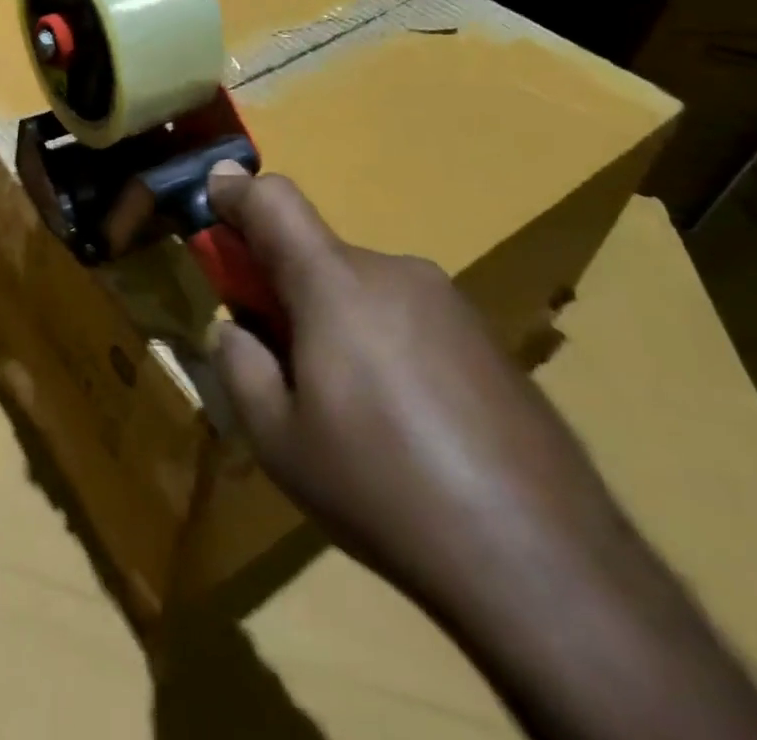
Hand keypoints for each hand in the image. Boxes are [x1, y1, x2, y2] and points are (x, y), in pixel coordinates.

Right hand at [204, 164, 623, 607]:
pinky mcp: (486, 337)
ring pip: (362, 288)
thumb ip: (239, 363)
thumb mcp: (277, 439)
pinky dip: (382, 343)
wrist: (544, 561)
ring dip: (336, 319)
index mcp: (335, 283)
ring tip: (351, 409)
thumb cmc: (383, 489)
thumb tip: (236, 328)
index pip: (274, 201)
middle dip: (285, 287)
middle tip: (281, 358)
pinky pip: (408, 316)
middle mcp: (393, 272)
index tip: (212, 202)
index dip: (235, 194)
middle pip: (317, 253)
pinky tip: (407, 424)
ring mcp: (448, 302)